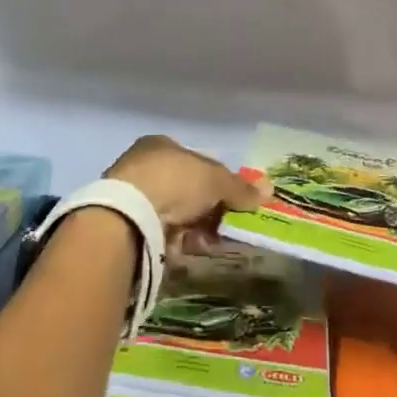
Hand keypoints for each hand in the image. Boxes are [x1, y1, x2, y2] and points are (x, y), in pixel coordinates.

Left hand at [105, 135, 267, 255]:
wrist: (130, 215)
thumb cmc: (174, 181)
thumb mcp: (215, 180)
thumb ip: (240, 187)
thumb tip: (269, 190)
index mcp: (160, 145)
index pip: (196, 162)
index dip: (217, 182)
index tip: (232, 202)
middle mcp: (143, 166)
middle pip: (186, 190)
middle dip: (207, 210)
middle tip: (225, 226)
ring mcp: (133, 196)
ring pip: (174, 214)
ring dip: (195, 228)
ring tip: (210, 242)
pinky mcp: (126, 226)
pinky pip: (160, 234)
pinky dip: (177, 243)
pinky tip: (189, 251)